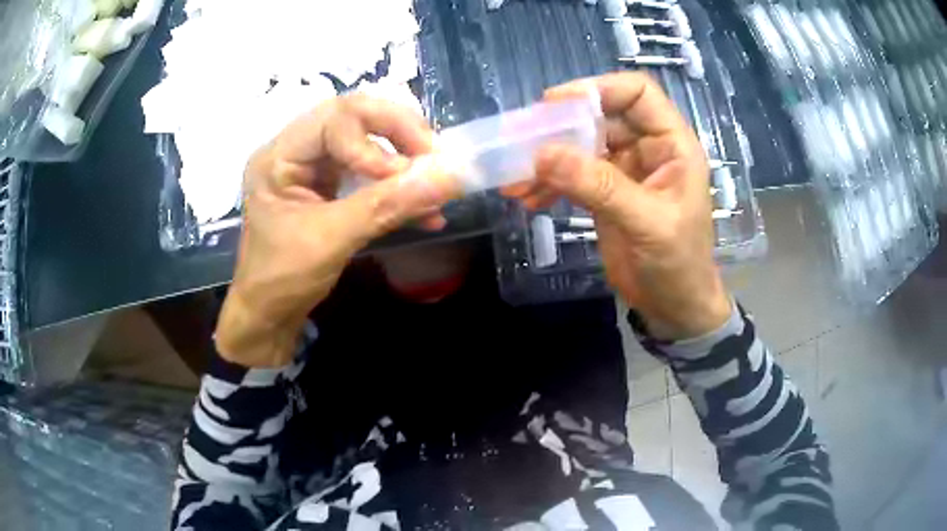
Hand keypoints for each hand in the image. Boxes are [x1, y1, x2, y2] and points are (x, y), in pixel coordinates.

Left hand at [216, 95, 460, 366]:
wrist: (270, 314)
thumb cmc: (284, 279)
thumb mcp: (333, 239)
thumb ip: (389, 205)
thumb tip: (450, 177)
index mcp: (279, 156)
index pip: (335, 118)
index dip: (377, 138)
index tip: (410, 172)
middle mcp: (295, 150)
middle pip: (353, 117)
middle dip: (398, 133)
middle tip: (434, 157)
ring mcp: (313, 167)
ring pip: (367, 141)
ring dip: (404, 160)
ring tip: (436, 183)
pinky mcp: (330, 186)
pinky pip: (371, 173)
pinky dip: (398, 188)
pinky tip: (425, 211)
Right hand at [512, 72, 730, 339]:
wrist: (674, 307)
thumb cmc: (679, 265)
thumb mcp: (647, 224)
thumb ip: (600, 187)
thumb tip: (543, 154)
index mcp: (672, 144)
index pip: (637, 93)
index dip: (599, 89)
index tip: (555, 102)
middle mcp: (648, 149)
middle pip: (601, 117)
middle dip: (560, 127)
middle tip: (521, 141)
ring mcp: (624, 170)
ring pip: (581, 146)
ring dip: (548, 159)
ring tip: (516, 179)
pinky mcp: (604, 193)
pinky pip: (572, 175)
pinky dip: (549, 183)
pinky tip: (528, 198)